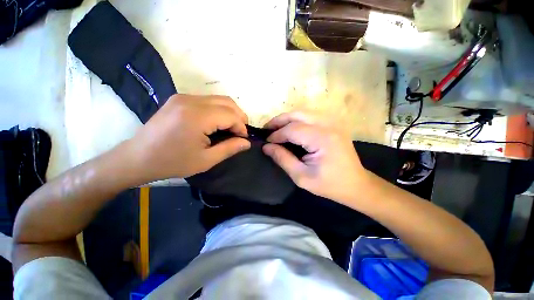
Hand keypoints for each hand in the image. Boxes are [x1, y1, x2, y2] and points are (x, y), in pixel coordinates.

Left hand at [125, 94, 250, 181]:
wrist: (137, 157)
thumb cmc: (172, 162)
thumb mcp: (206, 160)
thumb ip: (229, 148)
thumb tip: (246, 142)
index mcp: (197, 116)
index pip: (230, 115)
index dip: (241, 127)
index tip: (244, 139)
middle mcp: (191, 100)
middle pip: (227, 102)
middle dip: (239, 117)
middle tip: (241, 132)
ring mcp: (183, 97)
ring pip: (218, 99)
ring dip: (230, 112)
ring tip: (232, 128)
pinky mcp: (179, 99)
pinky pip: (207, 100)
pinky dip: (218, 110)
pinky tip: (217, 122)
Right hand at [262, 111, 367, 204]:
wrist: (356, 184)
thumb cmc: (329, 184)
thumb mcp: (301, 177)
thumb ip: (283, 159)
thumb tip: (266, 147)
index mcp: (322, 139)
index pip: (292, 129)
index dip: (276, 134)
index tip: (266, 142)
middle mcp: (329, 125)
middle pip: (297, 114)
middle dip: (279, 120)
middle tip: (267, 129)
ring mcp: (333, 122)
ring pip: (303, 112)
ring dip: (287, 119)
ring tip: (276, 129)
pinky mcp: (333, 124)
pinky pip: (310, 116)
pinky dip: (297, 120)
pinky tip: (290, 128)